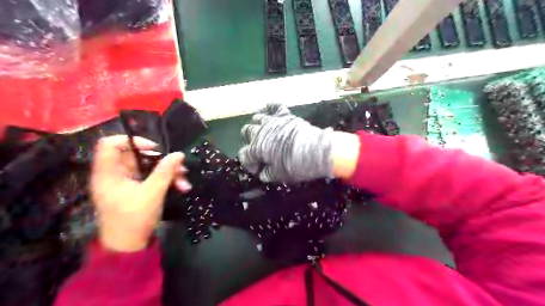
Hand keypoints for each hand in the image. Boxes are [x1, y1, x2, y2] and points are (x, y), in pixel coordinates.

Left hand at [89, 135, 190, 252]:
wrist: (129, 246)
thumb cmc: (134, 219)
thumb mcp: (152, 194)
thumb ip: (165, 172)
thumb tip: (179, 154)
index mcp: (109, 173)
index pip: (110, 144)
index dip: (131, 141)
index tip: (153, 149)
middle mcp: (116, 174)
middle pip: (137, 156)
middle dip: (162, 161)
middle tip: (180, 168)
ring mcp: (127, 182)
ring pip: (149, 167)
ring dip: (169, 172)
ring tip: (184, 183)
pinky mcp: (137, 189)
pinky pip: (152, 177)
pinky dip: (166, 180)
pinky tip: (181, 187)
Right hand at [239, 104, 336, 182]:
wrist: (315, 151)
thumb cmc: (294, 165)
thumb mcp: (279, 175)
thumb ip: (267, 174)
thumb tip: (263, 173)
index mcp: (256, 148)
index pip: (245, 155)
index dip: (249, 164)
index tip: (257, 169)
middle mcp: (261, 132)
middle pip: (247, 132)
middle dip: (250, 141)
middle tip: (260, 149)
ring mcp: (273, 122)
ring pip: (257, 117)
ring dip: (257, 124)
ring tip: (263, 131)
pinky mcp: (285, 116)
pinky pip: (275, 106)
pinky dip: (271, 107)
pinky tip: (269, 110)